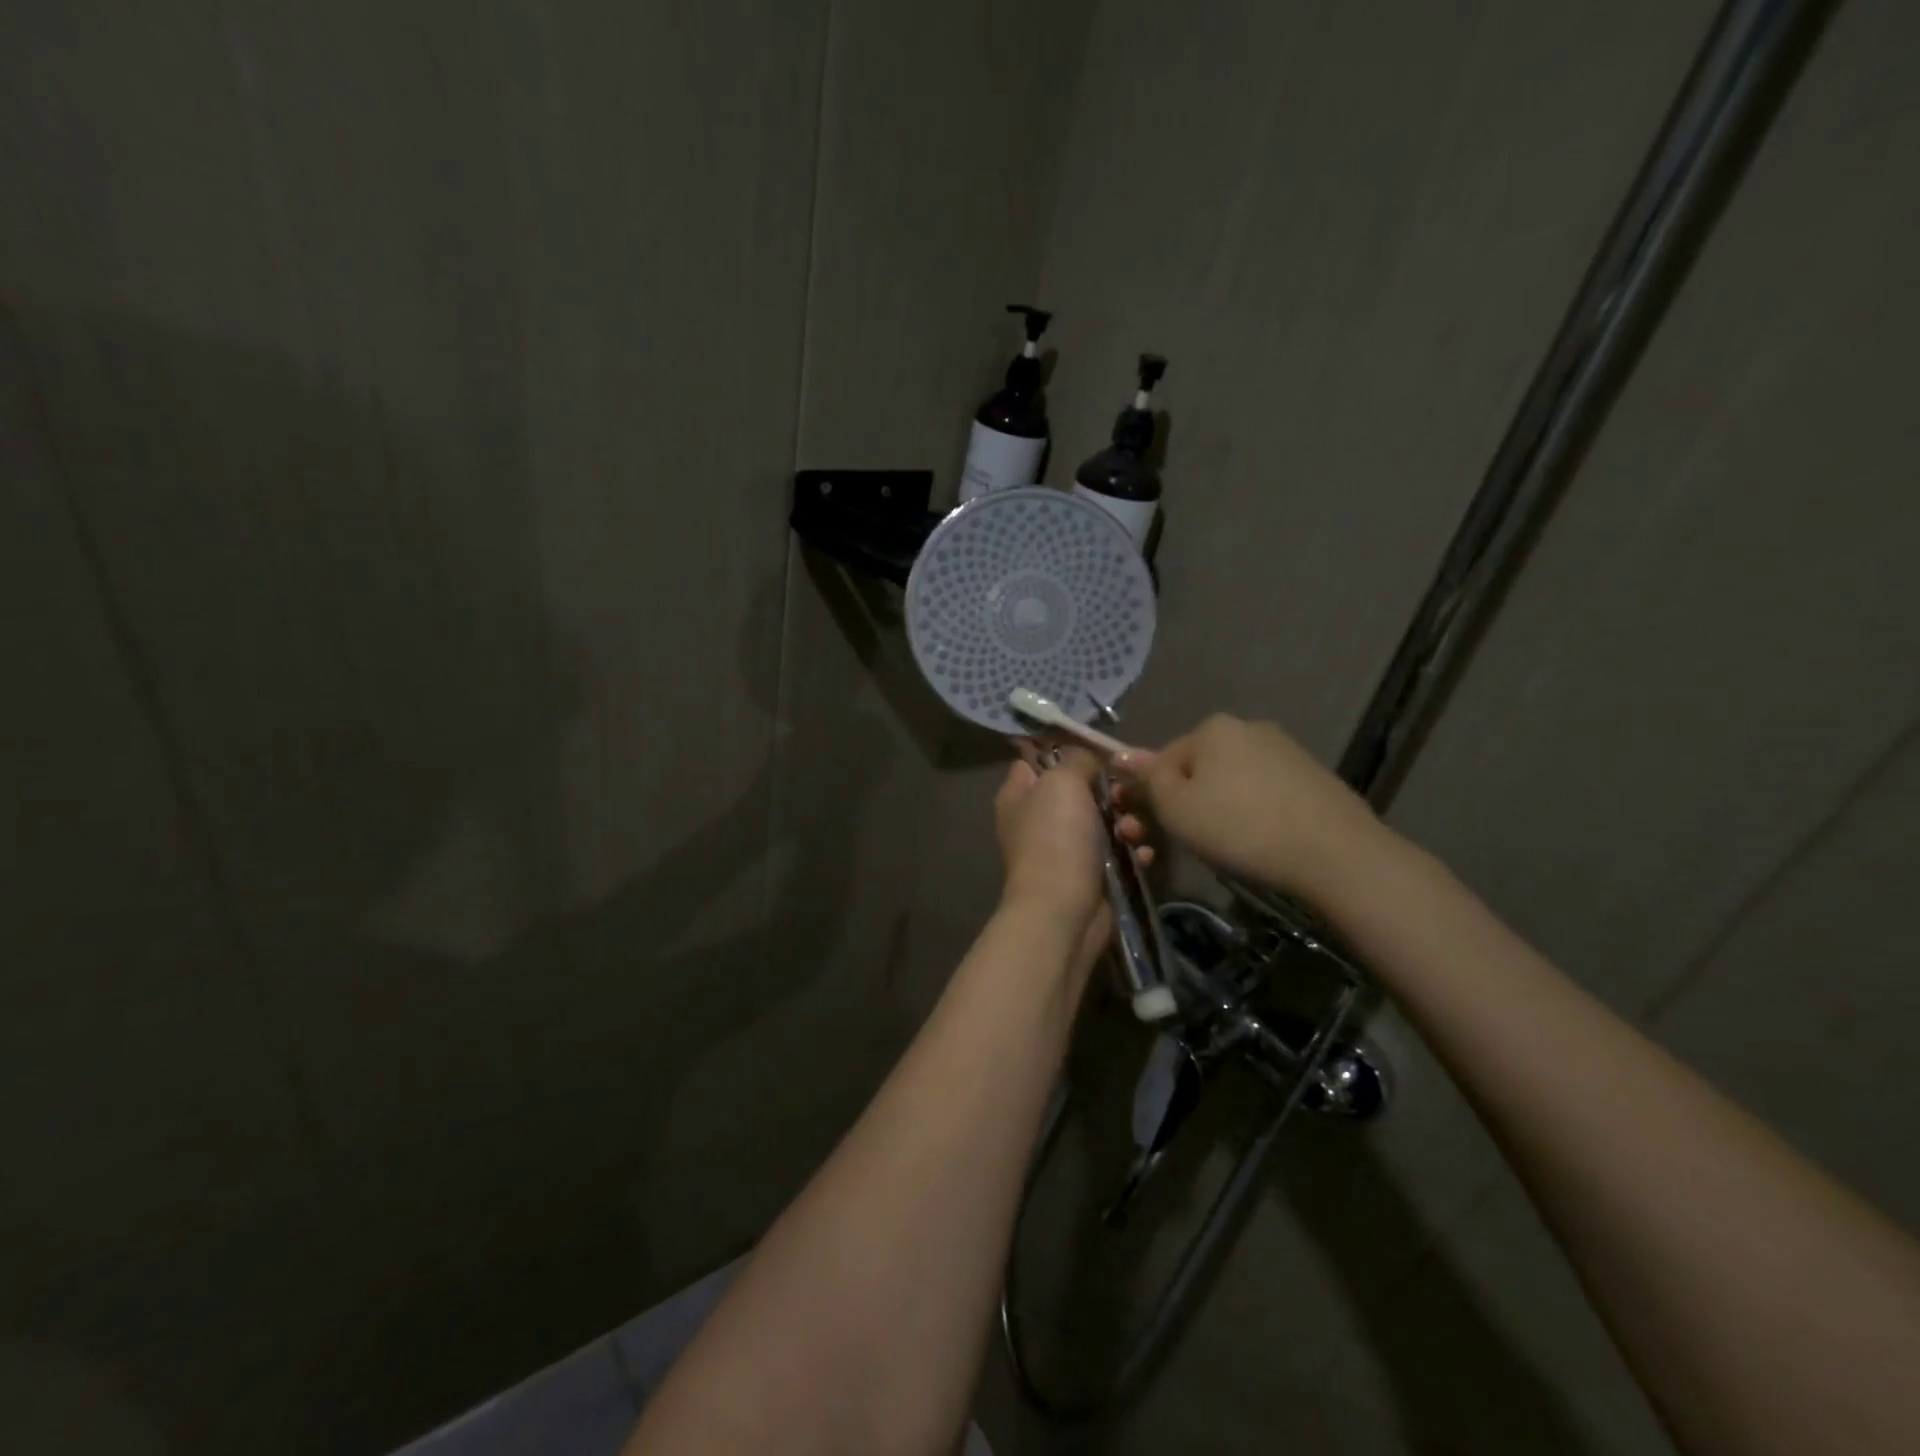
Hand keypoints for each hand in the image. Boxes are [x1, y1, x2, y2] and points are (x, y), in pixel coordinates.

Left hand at [994, 745, 1151, 963]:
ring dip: (1128, 823)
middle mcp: (1038, 822)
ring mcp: (1065, 851)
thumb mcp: (1061, 782)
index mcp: (1019, 797)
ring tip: (1132, 832)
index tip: (1096, 750)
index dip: (1064, 753)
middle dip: (1110, 791)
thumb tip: (1087, 758)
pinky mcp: (1092, 877)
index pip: (1036, 762)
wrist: (1062, 911)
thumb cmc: (1055, 839)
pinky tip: (1143, 855)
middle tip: (1123, 796)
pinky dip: (1134, 852)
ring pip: (1105, 822)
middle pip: (1080, 791)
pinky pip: (1120, 854)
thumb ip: (1076, 760)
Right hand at [1116, 714, 1380, 901]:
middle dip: (1186, 802)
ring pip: (1232, 782)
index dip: (1151, 796)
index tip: (1152, 830)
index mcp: (1212, 728)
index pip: (1161, 759)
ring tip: (1227, 847)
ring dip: (1219, 809)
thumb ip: (1147, 779)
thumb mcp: (1176, 808)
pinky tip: (1261, 842)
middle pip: (1198, 769)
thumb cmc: (1240, 828)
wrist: (1335, 853)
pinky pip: (1265, 794)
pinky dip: (1254, 814)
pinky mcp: (1313, 777)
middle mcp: (1249, 728)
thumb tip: (1124, 756)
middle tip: (1187, 842)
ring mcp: (1286, 750)